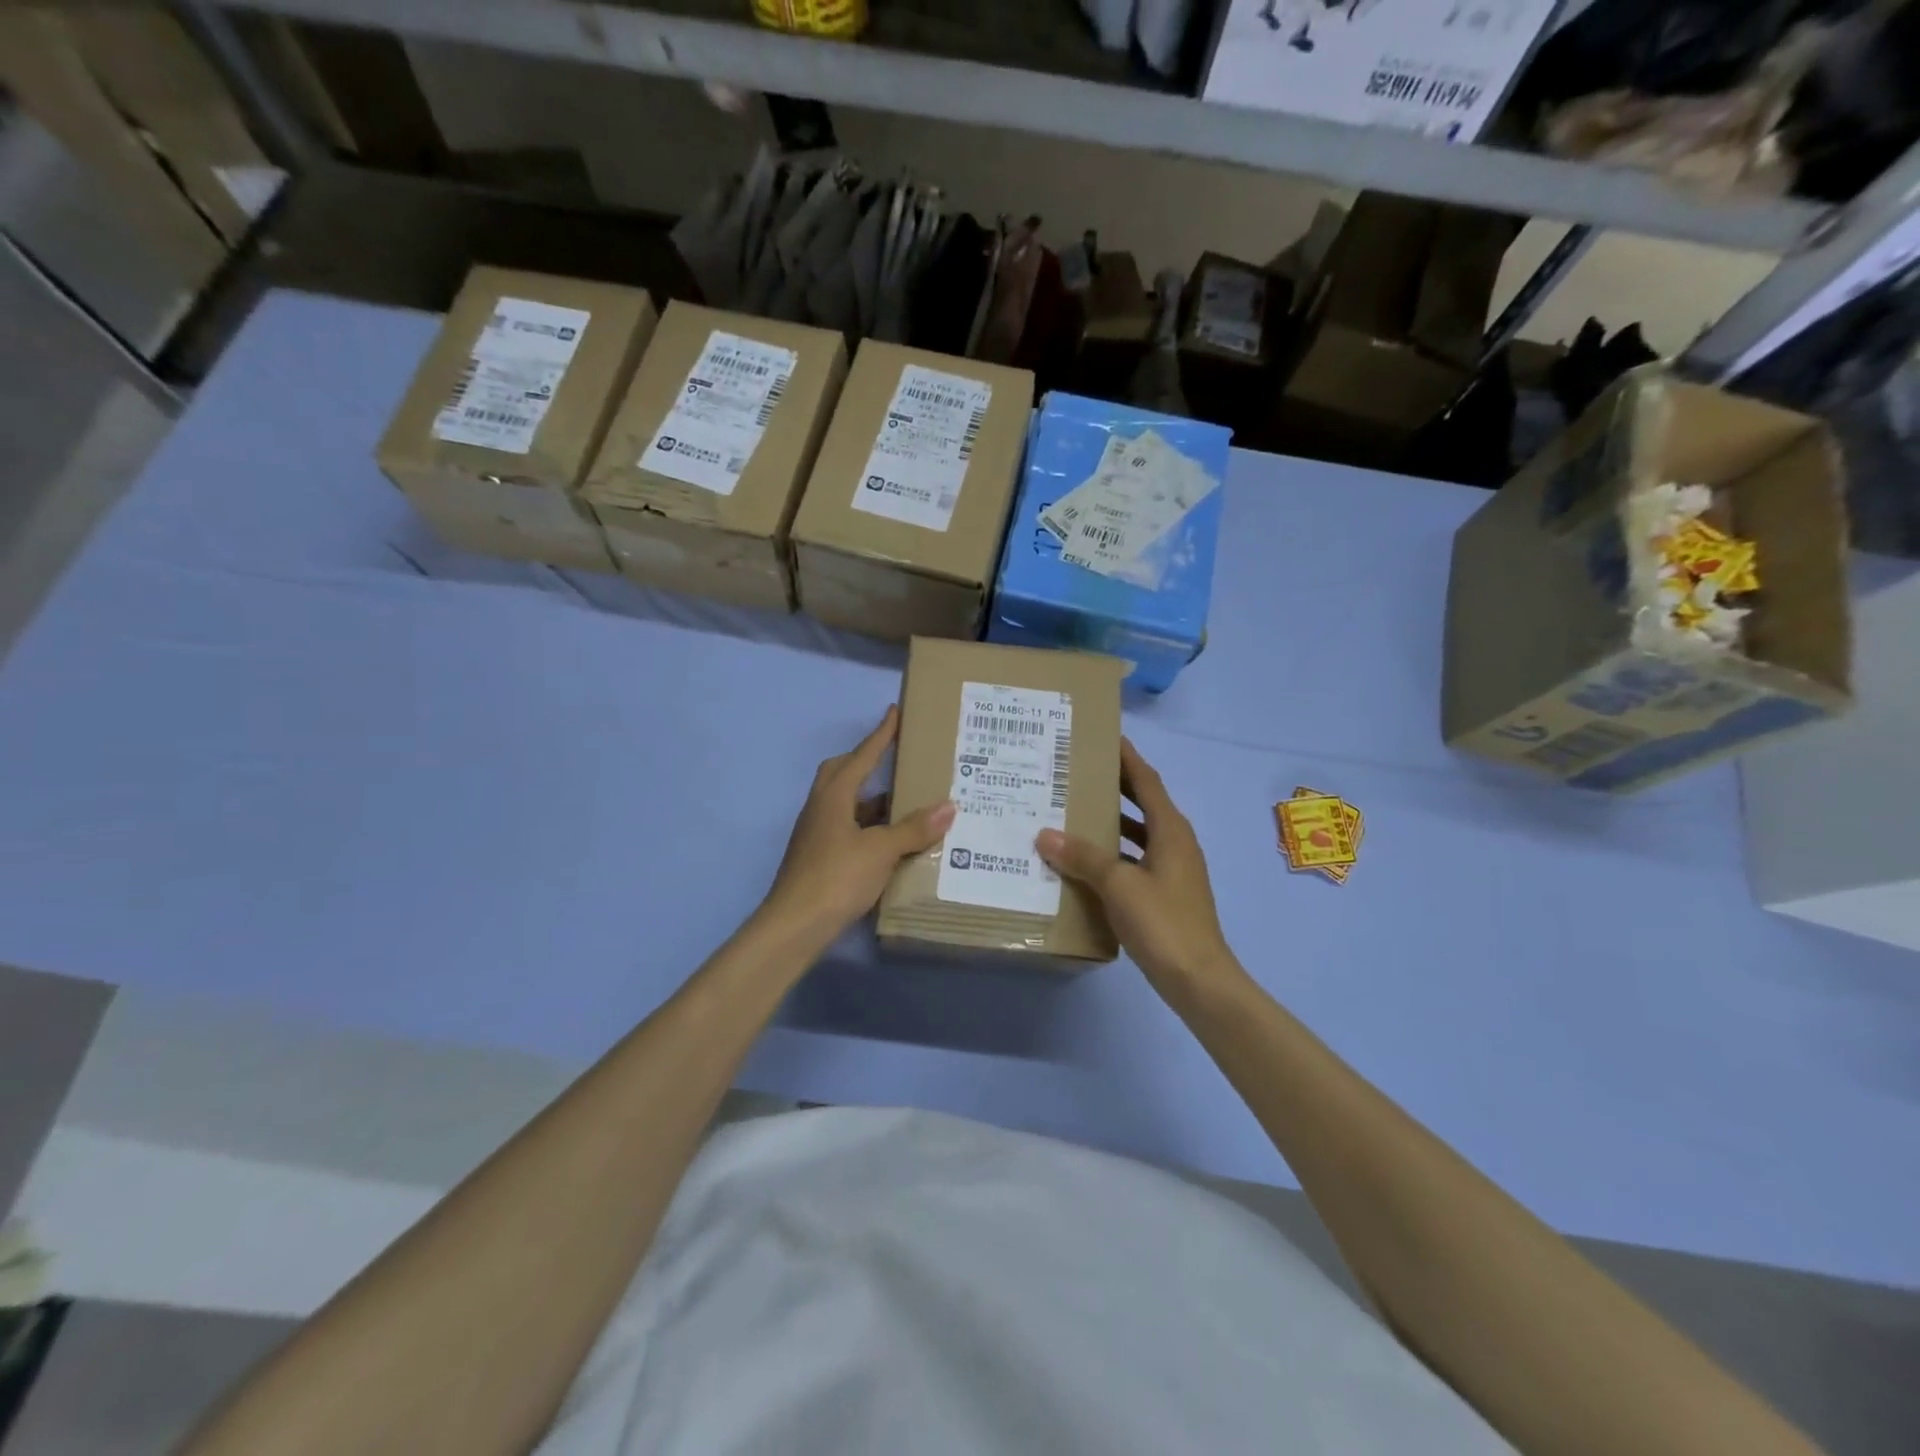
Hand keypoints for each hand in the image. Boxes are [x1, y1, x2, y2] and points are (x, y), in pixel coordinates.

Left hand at [762, 706, 954, 942]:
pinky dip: (868, 828)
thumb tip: (948, 806)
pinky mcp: (818, 858)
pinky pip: (847, 829)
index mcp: (833, 796)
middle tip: (895, 760)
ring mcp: (816, 834)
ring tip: (906, 804)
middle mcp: (821, 808)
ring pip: (846, 805)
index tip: (894, 712)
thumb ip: (914, 828)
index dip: (880, 735)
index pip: (861, 756)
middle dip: (867, 762)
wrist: (795, 925)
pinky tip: (890, 842)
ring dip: (872, 801)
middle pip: (842, 773)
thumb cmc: (837, 877)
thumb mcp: (881, 851)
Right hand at [1036, 739, 1241, 1003]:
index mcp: (1171, 830)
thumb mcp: (1118, 884)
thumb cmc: (1163, 922)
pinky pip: (1136, 860)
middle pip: (1144, 803)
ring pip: (1139, 833)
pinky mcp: (1165, 894)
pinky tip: (1086, 862)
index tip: (1105, 736)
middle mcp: (1176, 843)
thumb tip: (1045, 834)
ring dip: (1113, 821)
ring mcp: (1173, 870)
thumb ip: (1082, 857)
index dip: (1127, 757)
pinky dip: (1114, 854)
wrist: (1198, 979)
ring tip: (1075, 811)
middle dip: (1116, 785)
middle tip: (1079, 771)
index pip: (1147, 781)